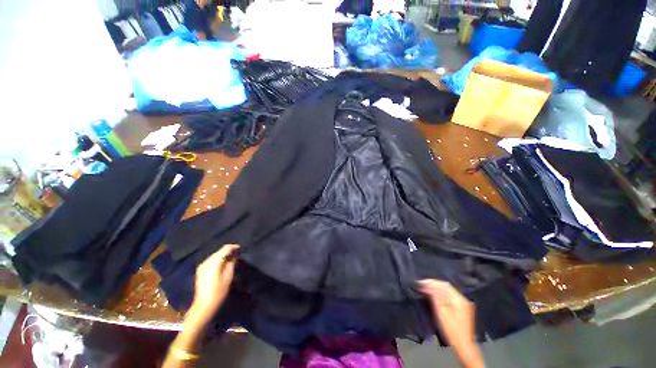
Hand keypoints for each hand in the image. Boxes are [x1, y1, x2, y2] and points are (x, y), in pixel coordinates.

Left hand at [188, 244, 239, 324]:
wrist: (203, 305)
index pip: (224, 249)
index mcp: (214, 263)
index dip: (233, 247)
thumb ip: (231, 263)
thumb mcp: (228, 277)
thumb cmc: (218, 292)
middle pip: (219, 251)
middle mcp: (206, 262)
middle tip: (236, 253)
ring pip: (215, 255)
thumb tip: (234, 255)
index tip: (240, 248)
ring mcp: (202, 266)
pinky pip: (211, 260)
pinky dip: (218, 260)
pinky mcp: (200, 270)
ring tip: (231, 259)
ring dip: (223, 255)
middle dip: (228, 251)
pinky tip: (222, 264)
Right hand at [418, 280, 483, 367]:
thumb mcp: (441, 313)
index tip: (421, 282)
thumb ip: (435, 298)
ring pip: (448, 291)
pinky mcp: (462, 307)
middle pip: (446, 287)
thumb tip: (427, 287)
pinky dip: (441, 293)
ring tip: (426, 288)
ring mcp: (463, 303)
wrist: (464, 345)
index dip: (432, 282)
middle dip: (434, 284)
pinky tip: (434, 294)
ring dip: (437, 288)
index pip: (444, 285)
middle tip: (422, 284)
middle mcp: (463, 298)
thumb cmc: (452, 330)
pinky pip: (450, 296)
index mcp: (459, 299)